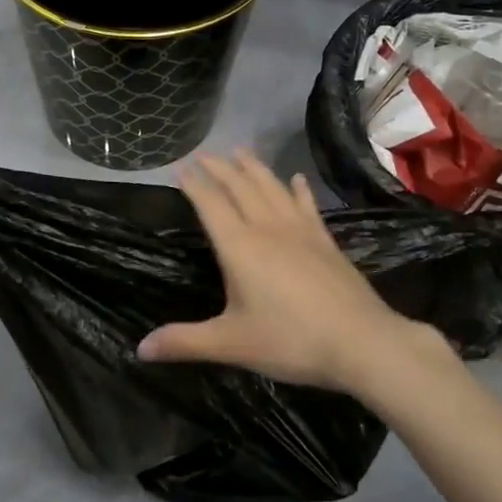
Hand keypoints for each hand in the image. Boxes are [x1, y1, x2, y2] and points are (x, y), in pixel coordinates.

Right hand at [138, 150, 444, 396]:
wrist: (361, 341)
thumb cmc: (290, 341)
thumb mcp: (231, 344)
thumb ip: (185, 341)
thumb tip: (140, 349)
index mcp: (240, 247)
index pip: (211, 204)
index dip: (195, 184)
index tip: (182, 168)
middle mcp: (267, 228)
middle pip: (240, 187)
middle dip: (220, 168)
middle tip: (204, 154)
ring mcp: (300, 230)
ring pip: (272, 188)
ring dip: (254, 168)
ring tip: (241, 152)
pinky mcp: (325, 240)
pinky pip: (307, 205)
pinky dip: (298, 190)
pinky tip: (297, 179)